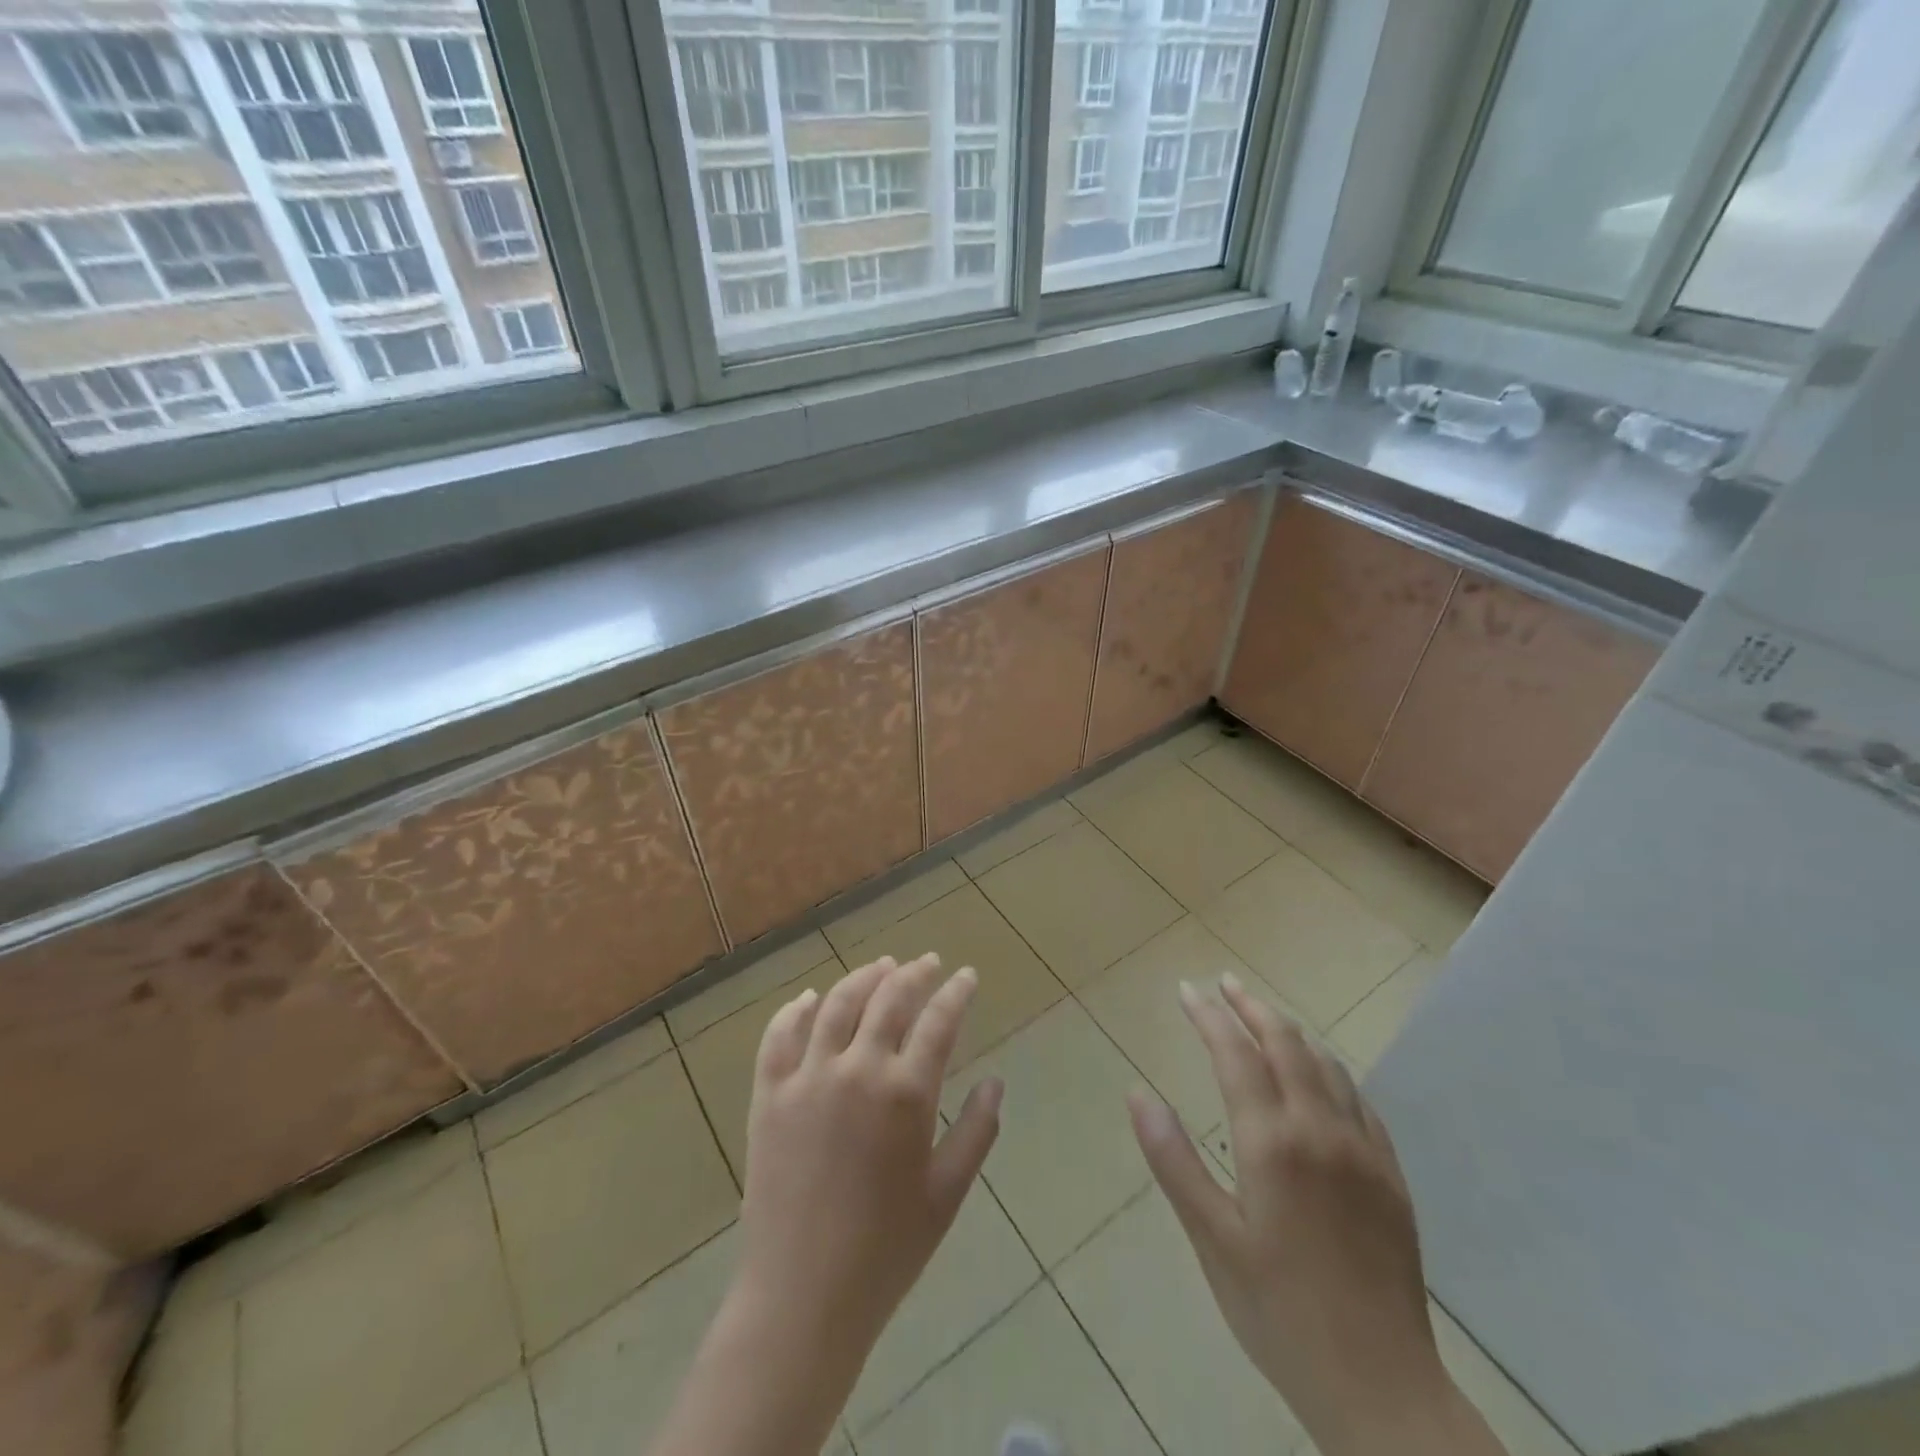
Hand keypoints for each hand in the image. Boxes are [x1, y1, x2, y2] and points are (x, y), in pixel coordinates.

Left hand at [735, 953, 1003, 1364]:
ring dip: (863, 978)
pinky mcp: (769, 1095)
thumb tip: (994, 1081)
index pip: (938, 1021)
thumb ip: (977, 1131)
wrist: (802, 1297)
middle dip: (913, 974)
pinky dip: (797, 1010)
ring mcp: (807, 1078)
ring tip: (881, 967)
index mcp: (906, 1093)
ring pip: (837, 1004)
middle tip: (927, 962)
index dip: (956, 993)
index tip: (967, 976)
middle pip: (888, 999)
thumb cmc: (886, 1250)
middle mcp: (857, 1069)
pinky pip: (779, 1036)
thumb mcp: (947, 1194)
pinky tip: (811, 998)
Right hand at [1128, 973, 1501, 1455]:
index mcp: (1271, 1142)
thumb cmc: (1278, 1311)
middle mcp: (1320, 1130)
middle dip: (1251, 1007)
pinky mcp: (1390, 1175)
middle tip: (1224, 983)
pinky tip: (1319, 1075)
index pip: (1235, 1054)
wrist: (1382, 1387)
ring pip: (1326, 1065)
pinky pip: (1358, 1100)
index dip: (1208, 1016)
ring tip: (1264, 1016)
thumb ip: (1173, 1159)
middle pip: (1285, 1044)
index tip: (1186, 990)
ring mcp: (1362, 1150)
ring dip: (1290, 1031)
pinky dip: (1329, 1069)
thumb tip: (1136, 1094)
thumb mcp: (1211, 1238)